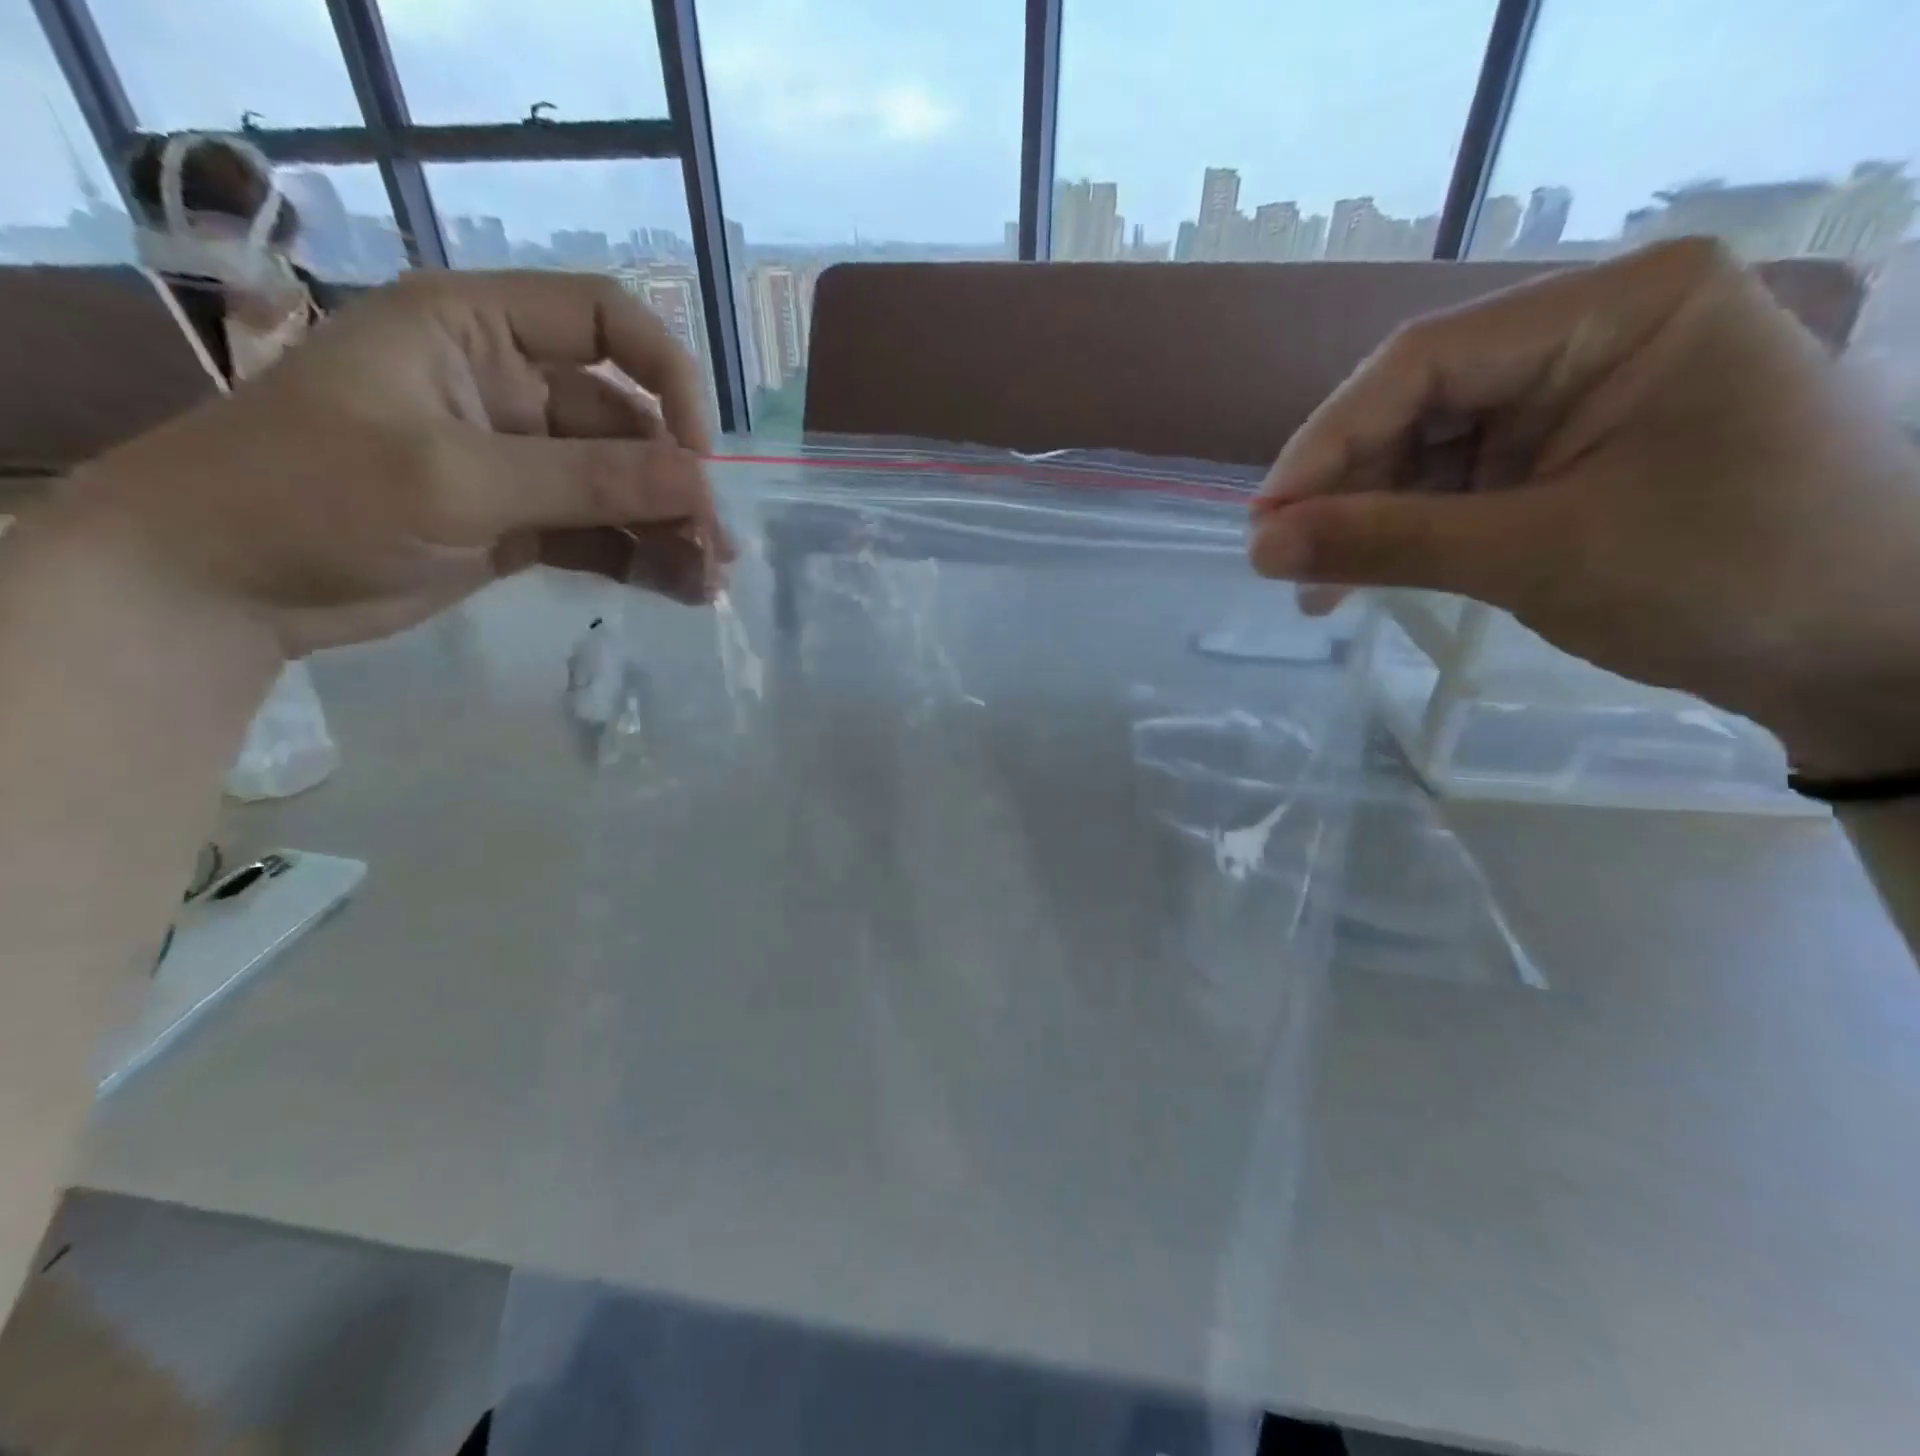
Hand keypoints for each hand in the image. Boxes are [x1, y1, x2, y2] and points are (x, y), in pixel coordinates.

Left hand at [62, 270, 733, 657]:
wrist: (220, 587)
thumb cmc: (312, 497)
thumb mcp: (455, 480)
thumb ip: (586, 481)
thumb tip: (701, 485)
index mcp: (477, 331)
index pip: (606, 322)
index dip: (667, 379)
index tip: (697, 453)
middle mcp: (508, 387)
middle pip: (626, 422)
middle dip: (676, 483)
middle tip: (717, 546)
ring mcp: (518, 461)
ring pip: (621, 487)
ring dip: (669, 530)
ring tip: (709, 582)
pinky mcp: (521, 523)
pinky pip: (601, 533)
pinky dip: (641, 559)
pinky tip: (680, 590)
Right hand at [1249, 238, 1919, 778]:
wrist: (1860, 653)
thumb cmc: (1728, 580)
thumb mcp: (1537, 556)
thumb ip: (1386, 542)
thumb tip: (1258, 546)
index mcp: (1618, 310)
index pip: (1427, 360)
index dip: (1328, 441)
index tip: (1264, 519)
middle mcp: (1589, 335)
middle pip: (1417, 403)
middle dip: (1343, 488)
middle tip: (1279, 561)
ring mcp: (1571, 398)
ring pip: (1423, 451)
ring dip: (1362, 521)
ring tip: (1313, 590)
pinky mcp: (1558, 456)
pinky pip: (1451, 486)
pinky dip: (1401, 535)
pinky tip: (1356, 579)